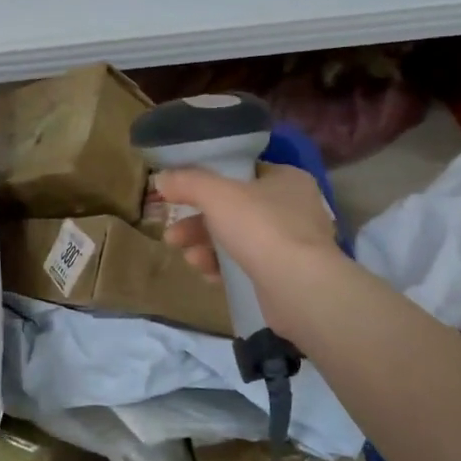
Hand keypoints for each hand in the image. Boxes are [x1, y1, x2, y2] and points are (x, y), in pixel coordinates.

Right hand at [155, 164, 342, 331]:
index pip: (242, 172)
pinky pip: (247, 265)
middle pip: (234, 208)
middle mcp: (293, 208)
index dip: (208, 180)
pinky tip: (208, 274)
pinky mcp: (286, 275)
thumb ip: (187, 182)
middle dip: (197, 222)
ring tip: (188, 257)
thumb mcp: (216, 195)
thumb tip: (161, 178)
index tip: (180, 193)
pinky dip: (224, 267)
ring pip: (237, 238)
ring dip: (206, 245)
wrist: (299, 289)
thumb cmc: (261, 228)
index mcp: (286, 179)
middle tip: (173, 234)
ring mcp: (292, 244)